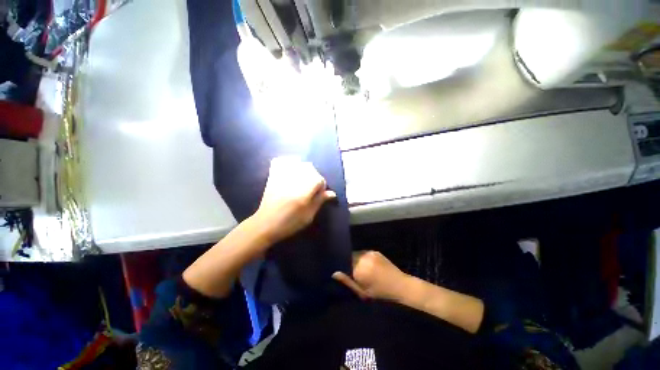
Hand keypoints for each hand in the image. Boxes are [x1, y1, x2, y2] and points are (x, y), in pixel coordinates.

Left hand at [254, 156, 335, 244]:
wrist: (266, 225)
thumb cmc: (290, 223)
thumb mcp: (309, 216)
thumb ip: (320, 201)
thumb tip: (332, 193)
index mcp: (303, 192)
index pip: (319, 179)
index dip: (322, 187)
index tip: (319, 195)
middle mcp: (293, 180)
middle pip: (310, 168)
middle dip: (314, 177)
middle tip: (311, 189)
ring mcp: (282, 177)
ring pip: (298, 163)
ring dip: (304, 170)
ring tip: (302, 181)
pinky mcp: (273, 176)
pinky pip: (281, 162)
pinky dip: (287, 162)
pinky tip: (290, 170)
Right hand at [333, 251, 409, 300]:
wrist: (400, 285)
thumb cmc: (380, 292)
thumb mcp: (363, 292)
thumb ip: (348, 281)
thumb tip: (335, 273)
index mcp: (359, 269)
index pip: (344, 263)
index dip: (342, 266)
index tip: (343, 272)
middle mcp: (363, 258)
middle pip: (350, 257)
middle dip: (349, 263)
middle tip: (353, 272)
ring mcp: (369, 253)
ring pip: (356, 254)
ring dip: (356, 259)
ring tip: (360, 268)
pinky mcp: (375, 251)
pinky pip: (364, 253)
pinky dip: (363, 258)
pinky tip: (368, 265)